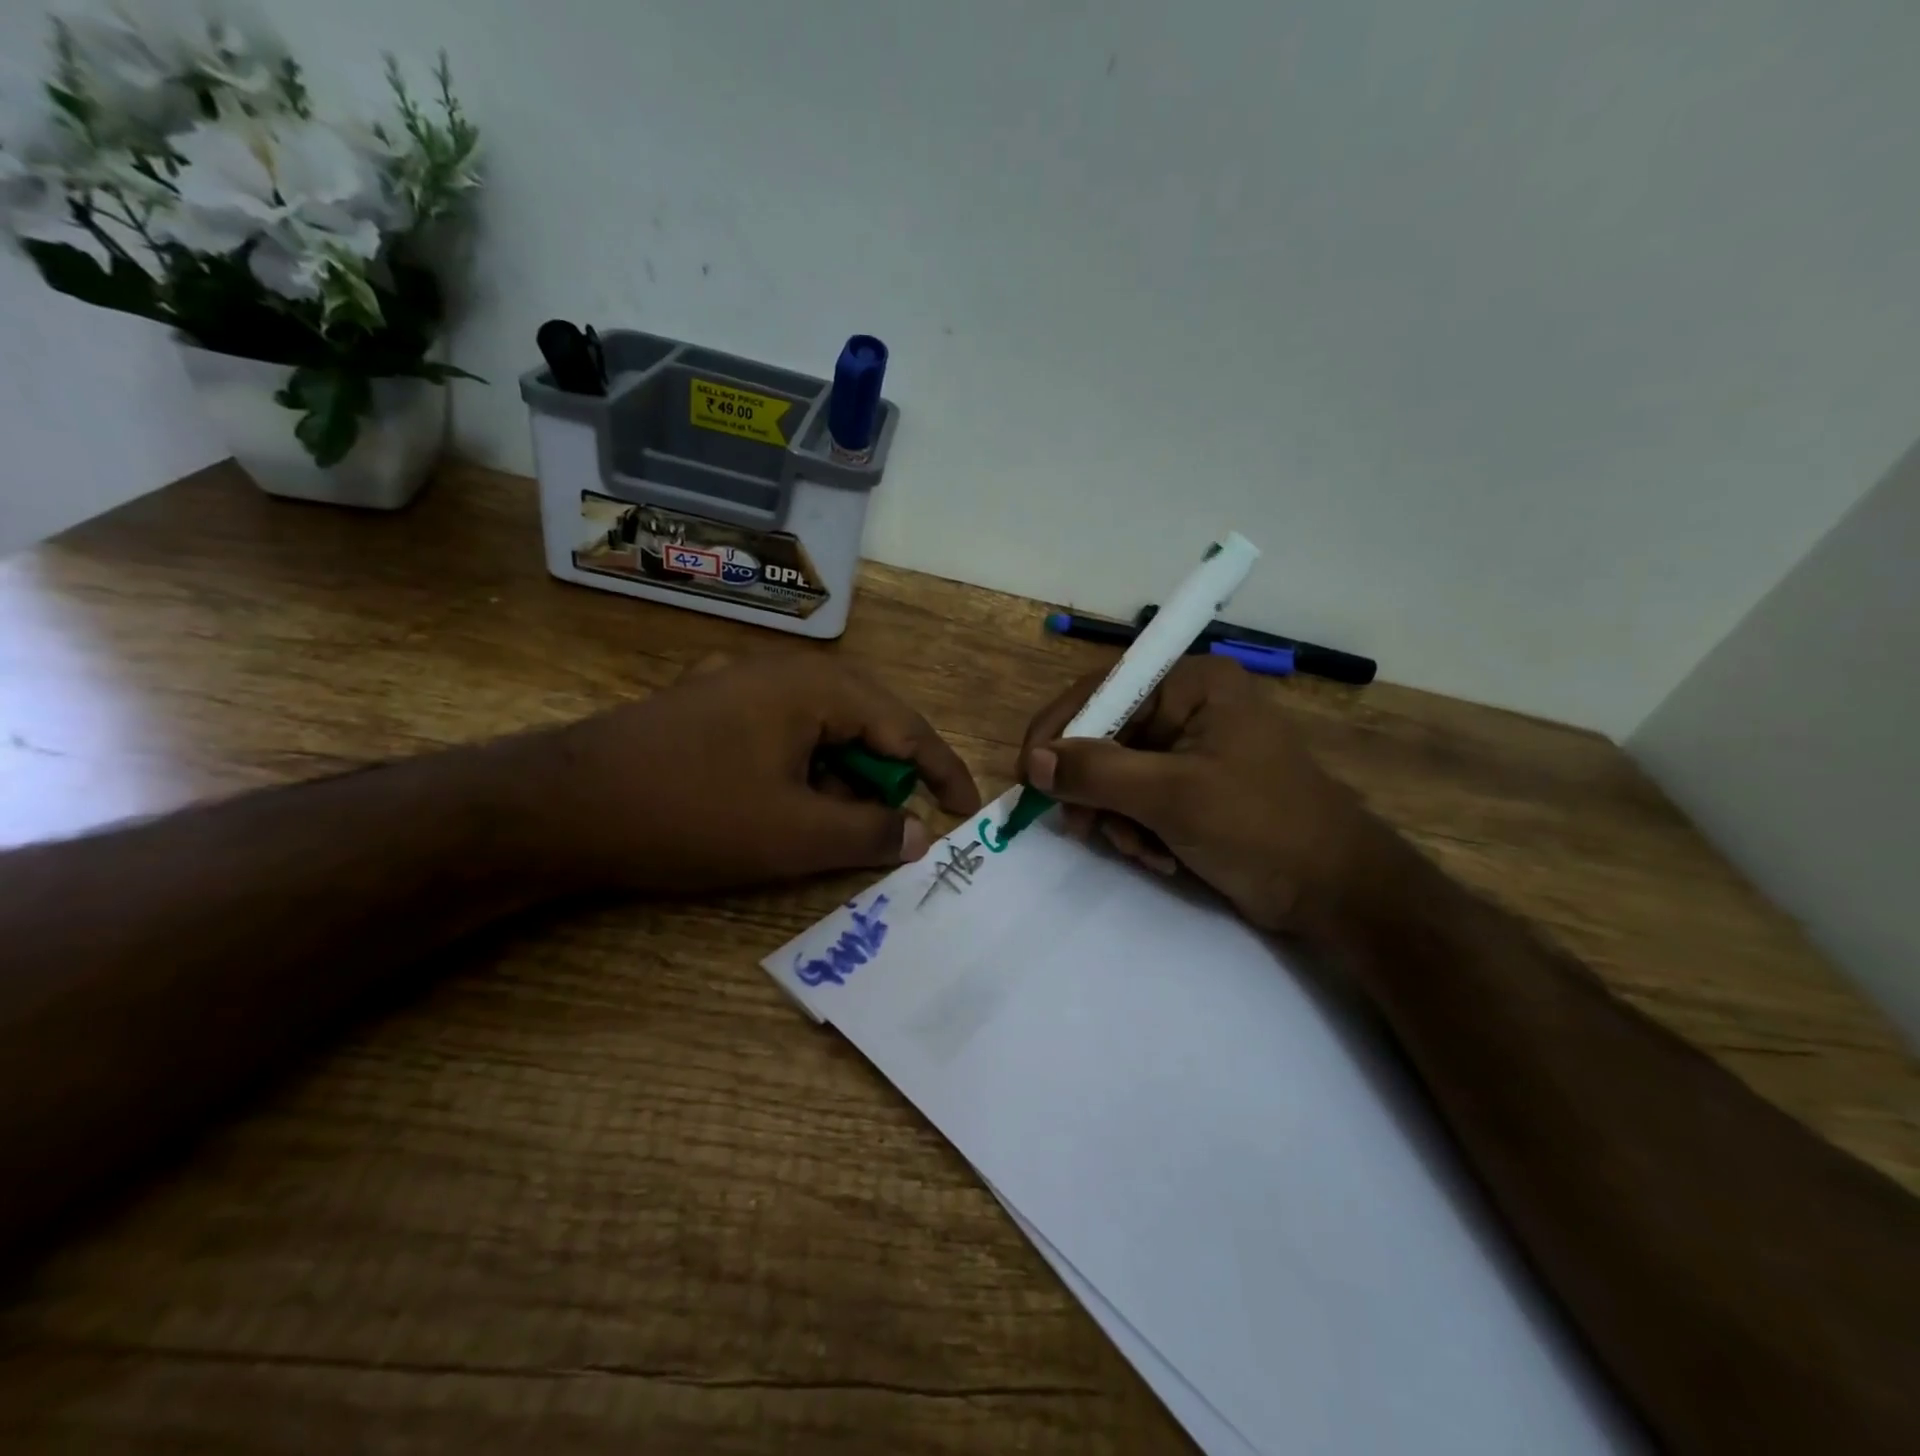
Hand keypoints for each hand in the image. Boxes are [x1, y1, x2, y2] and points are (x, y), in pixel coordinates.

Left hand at [521, 656, 980, 893]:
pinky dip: (805, 775)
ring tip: (846, 830)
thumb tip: (920, 834)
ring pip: (823, 733)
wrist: (561, 806)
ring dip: (845, 781)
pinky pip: (783, 738)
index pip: (906, 726)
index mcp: (816, 686)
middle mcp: (785, 673)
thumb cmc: (692, 813)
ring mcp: (743, 687)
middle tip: (906, 828)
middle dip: (892, 779)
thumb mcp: (794, 834)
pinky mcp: (712, 711)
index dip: (943, 772)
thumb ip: (870, 832)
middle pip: (866, 724)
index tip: (969, 812)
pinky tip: (792, 811)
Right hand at [1018, 656, 1377, 931]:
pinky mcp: (1193, 788)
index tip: (1028, 776)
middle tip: (1083, 829)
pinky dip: (1138, 832)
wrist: (1335, 892)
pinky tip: (1161, 858)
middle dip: (1096, 791)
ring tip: (1144, 851)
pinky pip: (1139, 801)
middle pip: (1106, 737)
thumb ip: (1098, 772)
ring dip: (1118, 819)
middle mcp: (1188, 707)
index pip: (1102, 691)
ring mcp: (1192, 749)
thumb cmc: (1260, 827)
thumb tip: (1035, 763)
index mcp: (1191, 684)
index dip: (1059, 731)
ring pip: (1117, 776)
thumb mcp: (1172, 795)